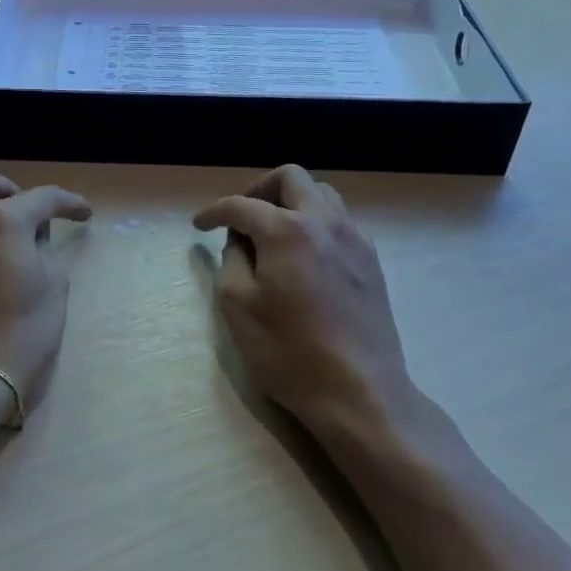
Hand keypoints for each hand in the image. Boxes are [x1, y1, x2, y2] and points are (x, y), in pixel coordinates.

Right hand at [194, 165, 446, 454]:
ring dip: (292, 201)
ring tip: (273, 232)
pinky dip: (316, 223)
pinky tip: (305, 255)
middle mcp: (325, 222)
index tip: (199, 225)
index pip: (241, 205)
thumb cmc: (289, 352)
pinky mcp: (372, 262)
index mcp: (287, 230)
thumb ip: (232, 259)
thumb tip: (239, 239)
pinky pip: (341, 221)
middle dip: (259, 189)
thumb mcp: (238, 306)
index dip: (214, 212)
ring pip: (322, 194)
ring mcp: (355, 240)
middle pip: (291, 178)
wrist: (359, 392)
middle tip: (241, 217)